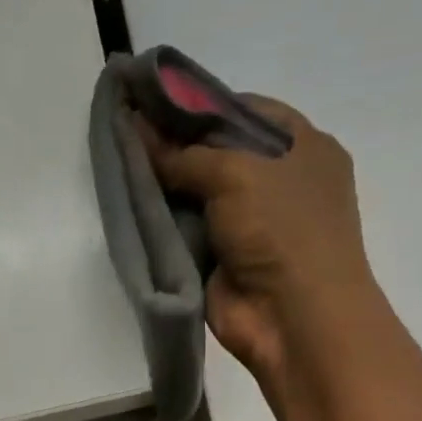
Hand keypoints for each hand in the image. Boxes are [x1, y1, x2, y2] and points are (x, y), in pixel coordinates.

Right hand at [145, 99, 377, 398]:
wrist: (292, 317)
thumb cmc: (281, 229)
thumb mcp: (236, 172)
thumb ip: (184, 152)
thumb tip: (138, 129)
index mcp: (301, 145)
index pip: (242, 109)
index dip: (196, 104)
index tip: (151, 103)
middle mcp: (277, 180)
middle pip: (217, 152)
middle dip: (175, 145)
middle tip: (127, 133)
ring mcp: (250, 223)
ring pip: (198, 193)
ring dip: (164, 184)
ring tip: (121, 164)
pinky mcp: (224, 259)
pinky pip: (187, 231)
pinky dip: (164, 222)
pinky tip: (132, 205)